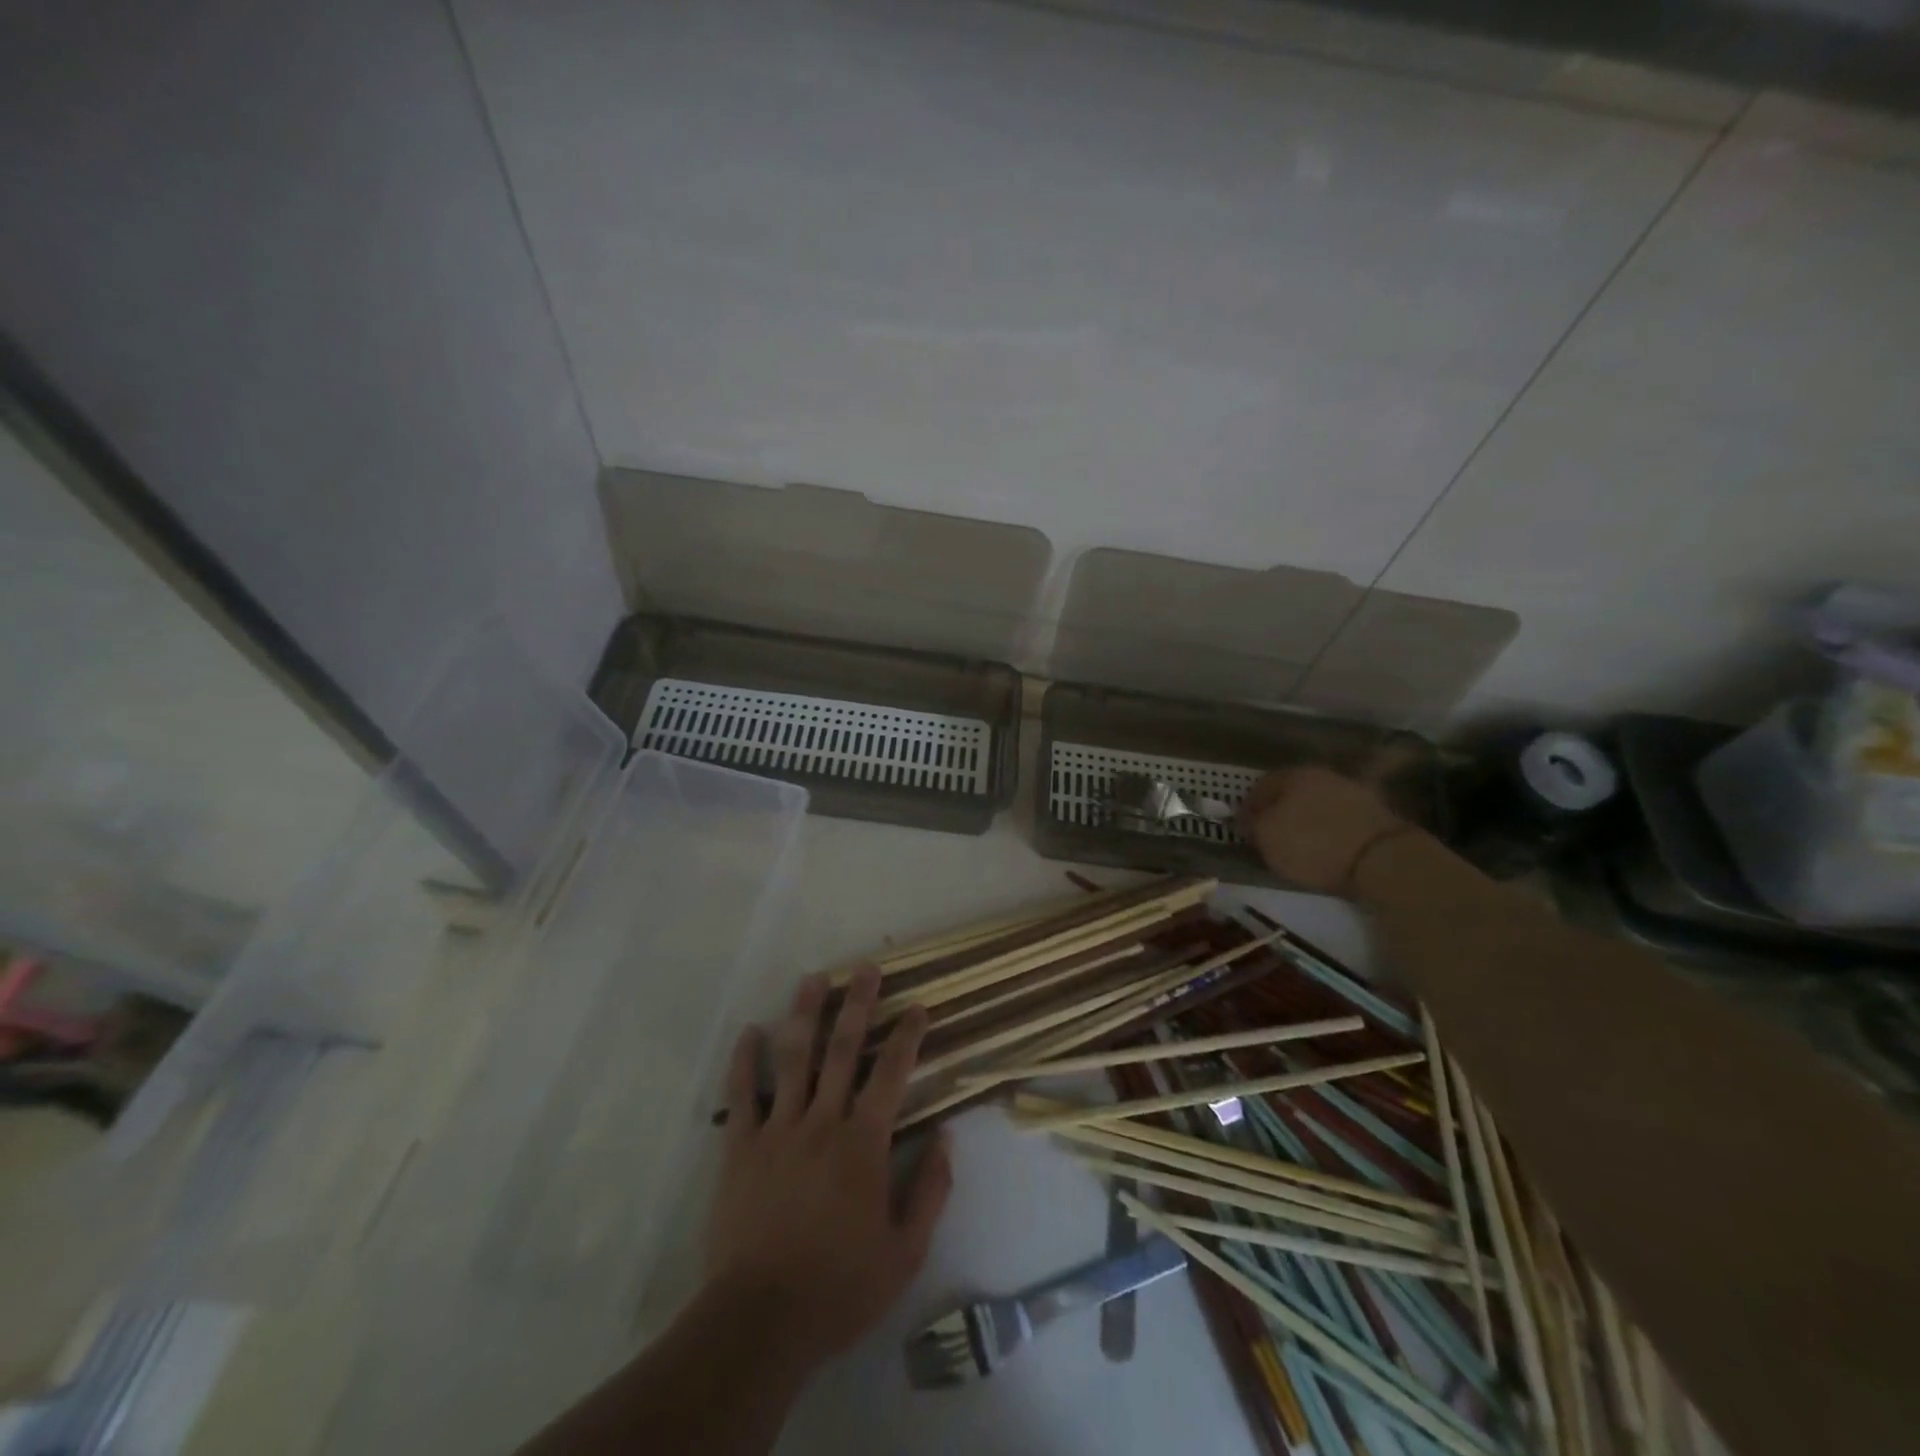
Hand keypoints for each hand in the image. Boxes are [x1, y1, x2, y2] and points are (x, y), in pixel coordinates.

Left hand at [706, 967, 951, 1370]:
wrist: (761, 1321)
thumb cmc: (840, 1287)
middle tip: (866, 968)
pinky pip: (741, 1094)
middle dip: (858, 1004)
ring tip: (813, 979)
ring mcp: (777, 1130)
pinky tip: (750, 1030)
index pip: (891, 1074)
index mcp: (863, 1143)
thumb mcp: (905, 1252)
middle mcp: (822, 1122)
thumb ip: (930, 1191)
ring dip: (804, 1015)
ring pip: (793, 1058)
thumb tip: (944, 1137)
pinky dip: (744, 1060)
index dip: (907, 1036)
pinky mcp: (740, 1148)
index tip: (918, 1006)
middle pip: (842, 1050)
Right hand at [1239, 765, 1411, 894]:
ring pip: (1319, 803)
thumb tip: (1249, 818)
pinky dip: (1330, 830)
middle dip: (1280, 810)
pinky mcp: (1377, 814)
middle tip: (1270, 833)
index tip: (1243, 827)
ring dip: (1307, 819)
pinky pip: (1341, 819)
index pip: (1261, 785)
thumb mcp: (1266, 837)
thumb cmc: (1312, 844)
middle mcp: (1324, 775)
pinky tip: (1327, 847)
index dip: (1248, 806)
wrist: (1381, 859)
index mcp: (1293, 774)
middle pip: (1292, 791)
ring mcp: (1354, 792)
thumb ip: (1252, 824)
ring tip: (1300, 844)